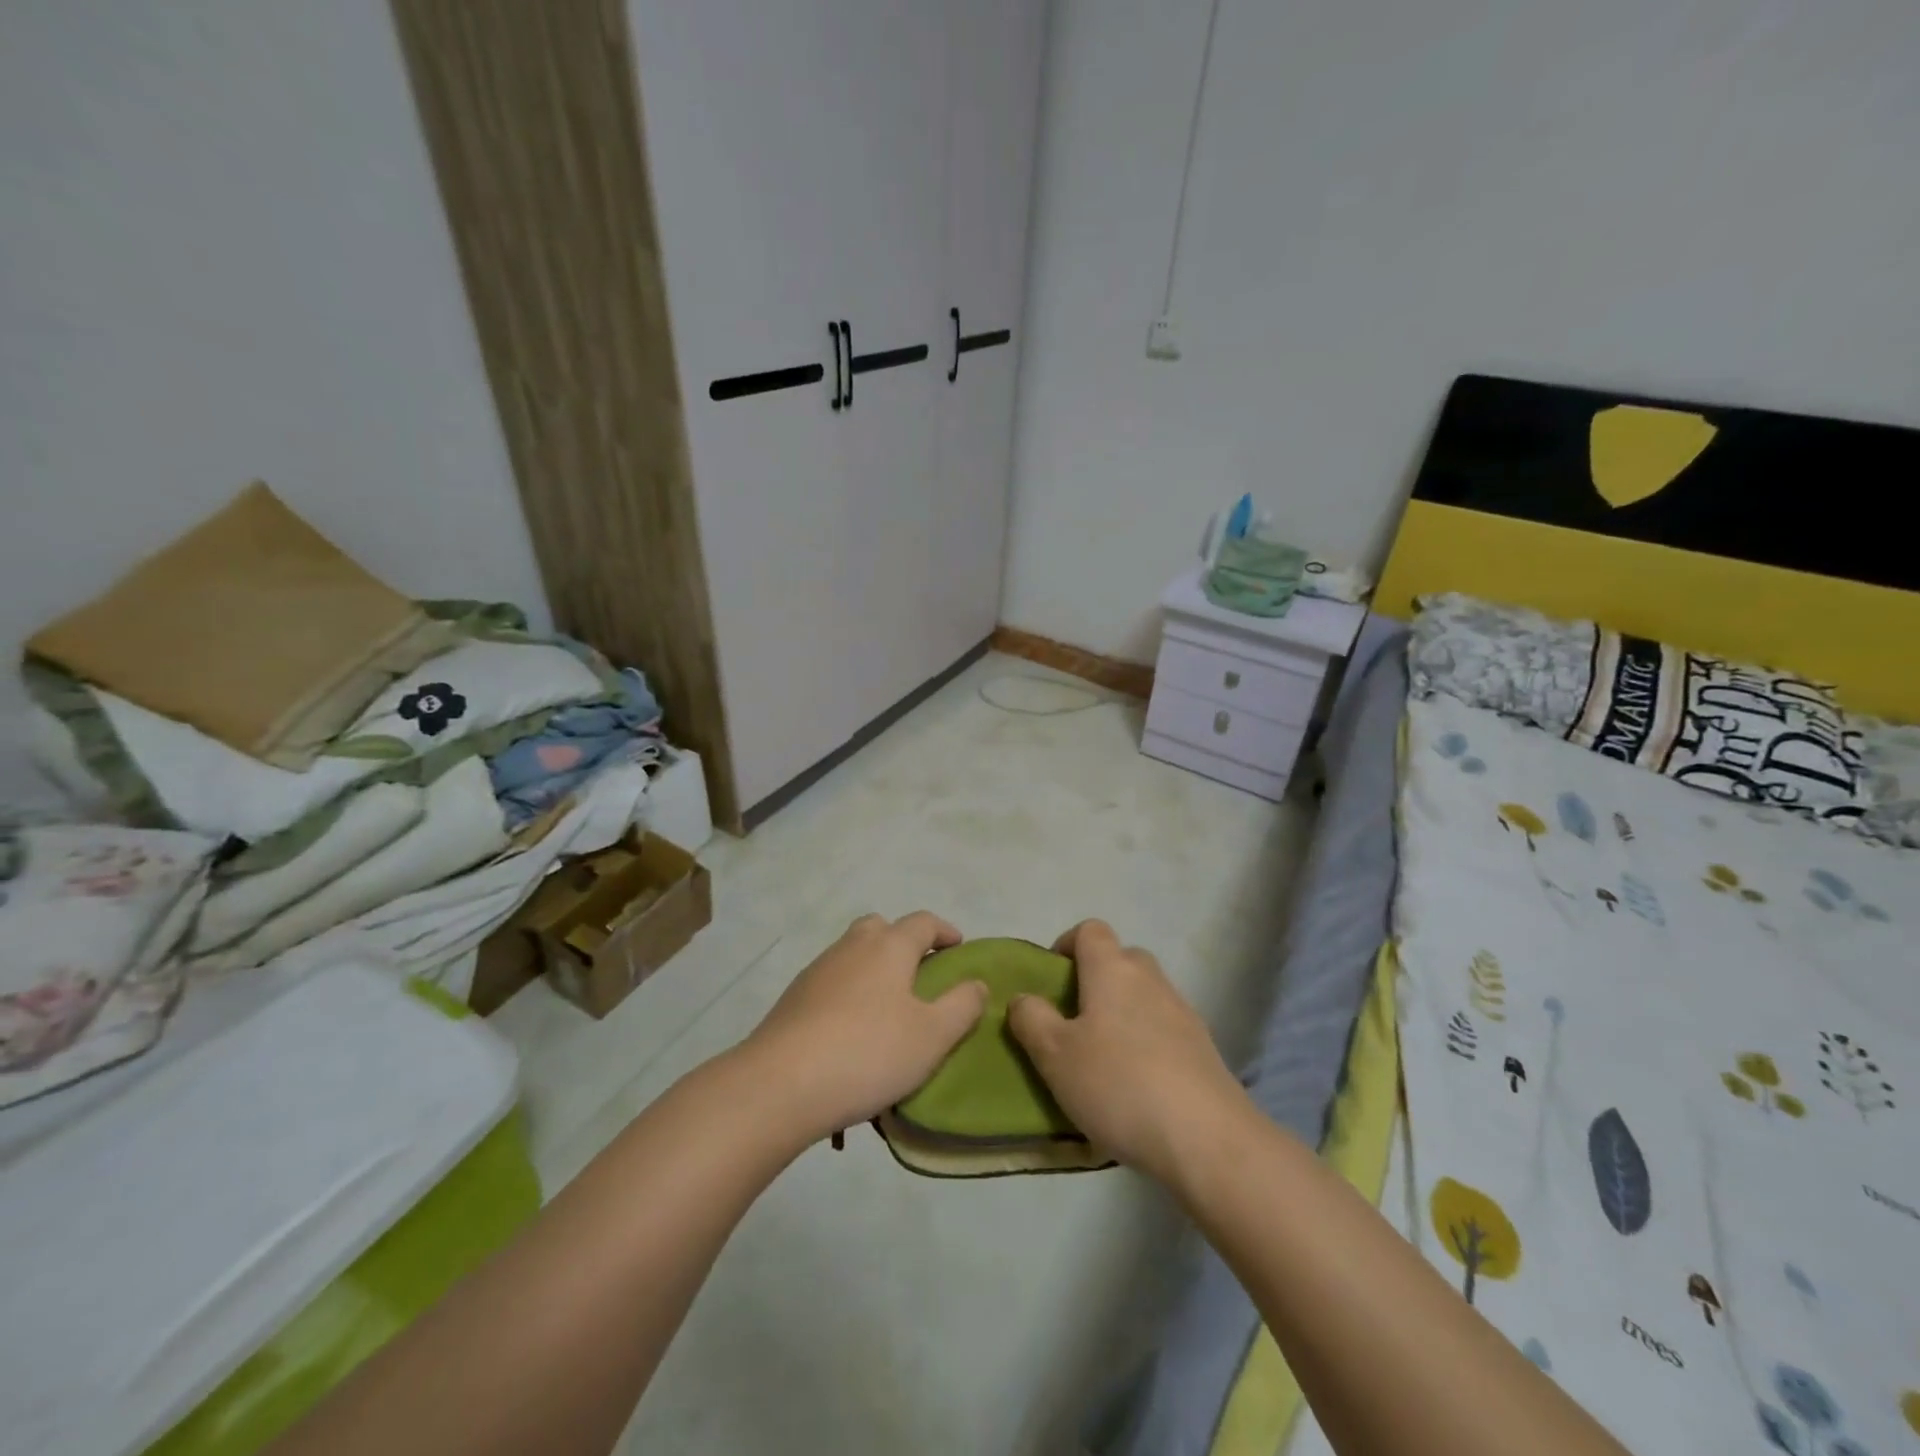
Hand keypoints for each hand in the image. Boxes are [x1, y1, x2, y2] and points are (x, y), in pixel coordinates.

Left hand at [744, 912, 986, 1145]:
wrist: (780, 1084)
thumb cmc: (869, 1053)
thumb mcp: (932, 1036)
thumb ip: (962, 1006)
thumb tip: (977, 983)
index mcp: (888, 946)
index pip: (922, 921)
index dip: (944, 930)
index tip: (958, 947)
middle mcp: (852, 947)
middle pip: (880, 928)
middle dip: (902, 942)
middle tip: (919, 975)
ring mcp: (817, 971)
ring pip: (852, 955)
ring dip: (872, 970)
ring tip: (886, 1012)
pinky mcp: (793, 999)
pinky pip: (831, 985)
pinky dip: (847, 996)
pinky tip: (851, 1035)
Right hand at [1007, 920, 1245, 1182]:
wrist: (1206, 1138)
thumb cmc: (1118, 1084)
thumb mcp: (1054, 1055)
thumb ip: (1031, 1019)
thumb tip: (1024, 999)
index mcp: (1112, 969)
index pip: (1090, 930)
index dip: (1067, 945)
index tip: (1051, 981)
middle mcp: (1150, 978)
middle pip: (1119, 959)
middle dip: (1094, 980)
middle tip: (1073, 1022)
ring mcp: (1182, 1010)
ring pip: (1143, 994)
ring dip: (1121, 1012)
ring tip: (1102, 1059)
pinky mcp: (1202, 1046)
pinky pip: (1164, 1027)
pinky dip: (1146, 1041)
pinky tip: (1136, 1084)